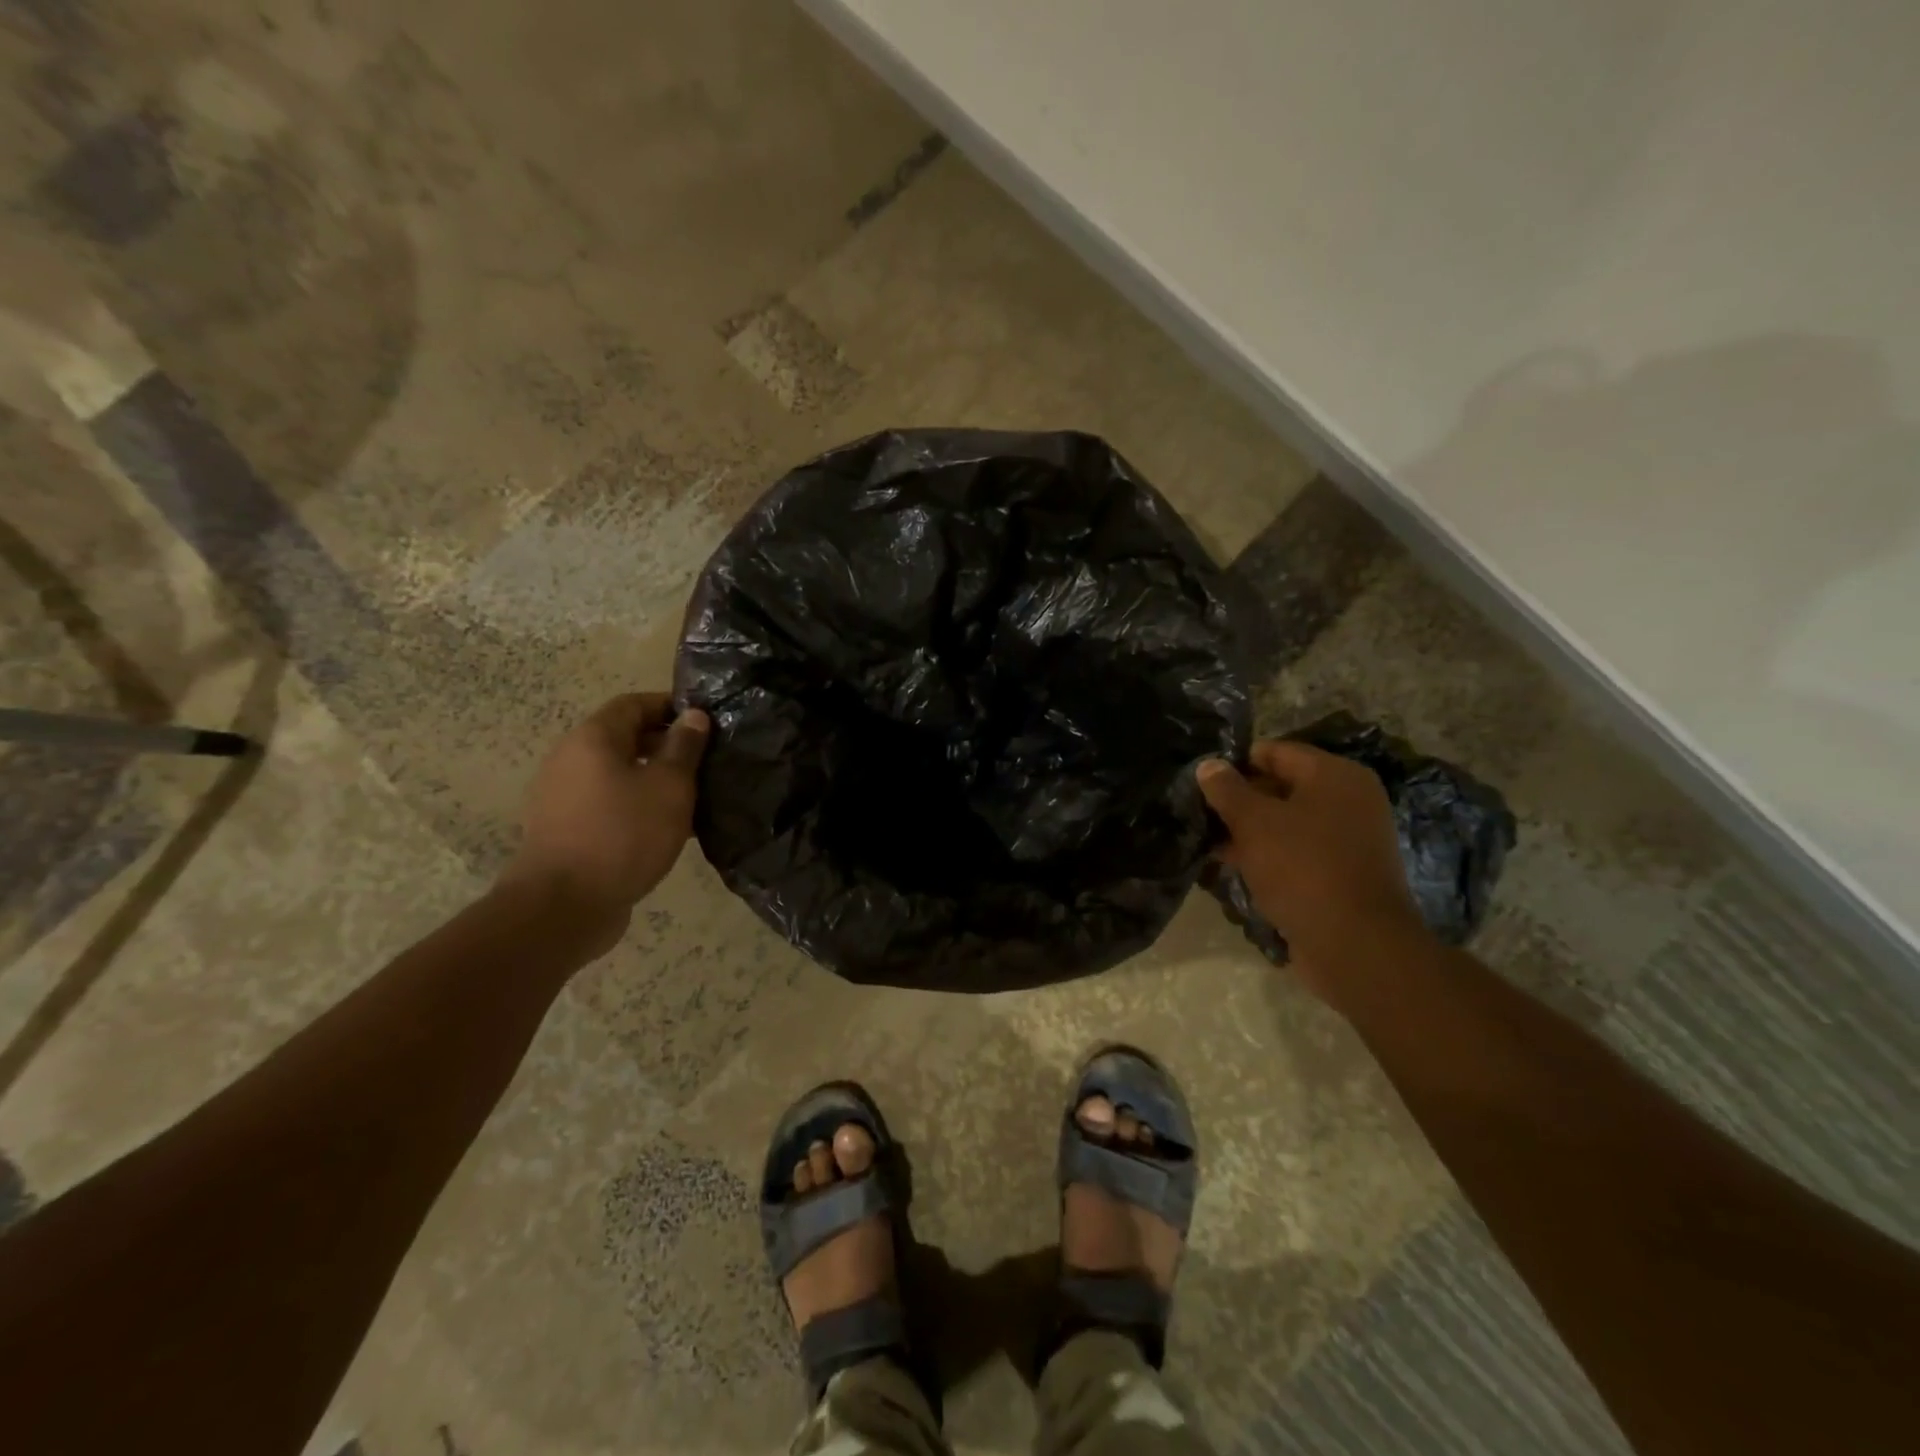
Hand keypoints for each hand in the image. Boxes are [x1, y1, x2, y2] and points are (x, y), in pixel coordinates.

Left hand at [501, 694, 709, 930]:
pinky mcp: (564, 830)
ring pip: (616, 774)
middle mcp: (570, 760)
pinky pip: (607, 804)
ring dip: (652, 779)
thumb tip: (693, 715)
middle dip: (665, 745)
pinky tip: (665, 829)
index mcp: (592, 739)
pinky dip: (636, 806)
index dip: (670, 707)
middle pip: (622, 738)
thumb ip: (684, 748)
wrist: (563, 907)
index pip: (633, 704)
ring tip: (692, 798)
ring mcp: (562, 797)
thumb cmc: (623, 835)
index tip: (705, 722)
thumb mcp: (669, 787)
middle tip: (705, 762)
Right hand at [1197, 742, 1428, 988]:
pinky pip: (1297, 853)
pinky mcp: (1343, 874)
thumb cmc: (1303, 868)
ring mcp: (1349, 839)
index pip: (1274, 752)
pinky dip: (1268, 856)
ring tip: (1209, 843)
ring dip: (1249, 832)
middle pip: (1281, 787)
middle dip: (1239, 801)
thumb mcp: (1254, 822)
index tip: (1201, 783)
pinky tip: (1233, 867)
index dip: (1234, 764)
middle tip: (1200, 815)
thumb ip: (1227, 790)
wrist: (1356, 945)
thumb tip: (1209, 764)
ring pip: (1287, 824)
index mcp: (1335, 775)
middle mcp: (1349, 800)